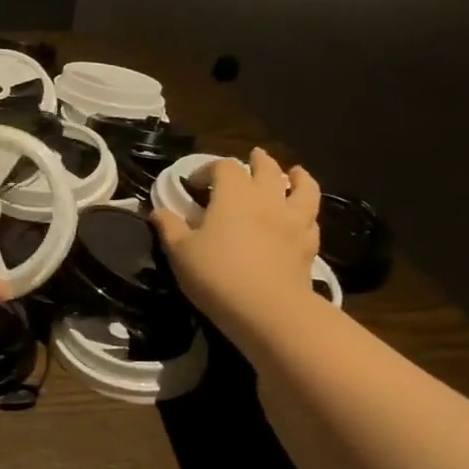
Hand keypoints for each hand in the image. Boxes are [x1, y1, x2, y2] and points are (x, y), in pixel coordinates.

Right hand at [151, 149, 320, 339]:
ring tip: (295, 173)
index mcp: (234, 194)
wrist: (267, 310)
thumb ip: (169, 227)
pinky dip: (306, 213)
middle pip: (267, 168)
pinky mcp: (309, 245)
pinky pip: (311, 220)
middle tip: (253, 158)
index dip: (207, 169)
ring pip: (303, 188)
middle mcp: (267, 198)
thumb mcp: (180, 251)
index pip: (222, 166)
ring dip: (298, 177)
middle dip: (257, 161)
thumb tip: (157, 211)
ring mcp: (293, 220)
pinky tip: (302, 217)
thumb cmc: (216, 275)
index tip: (193, 184)